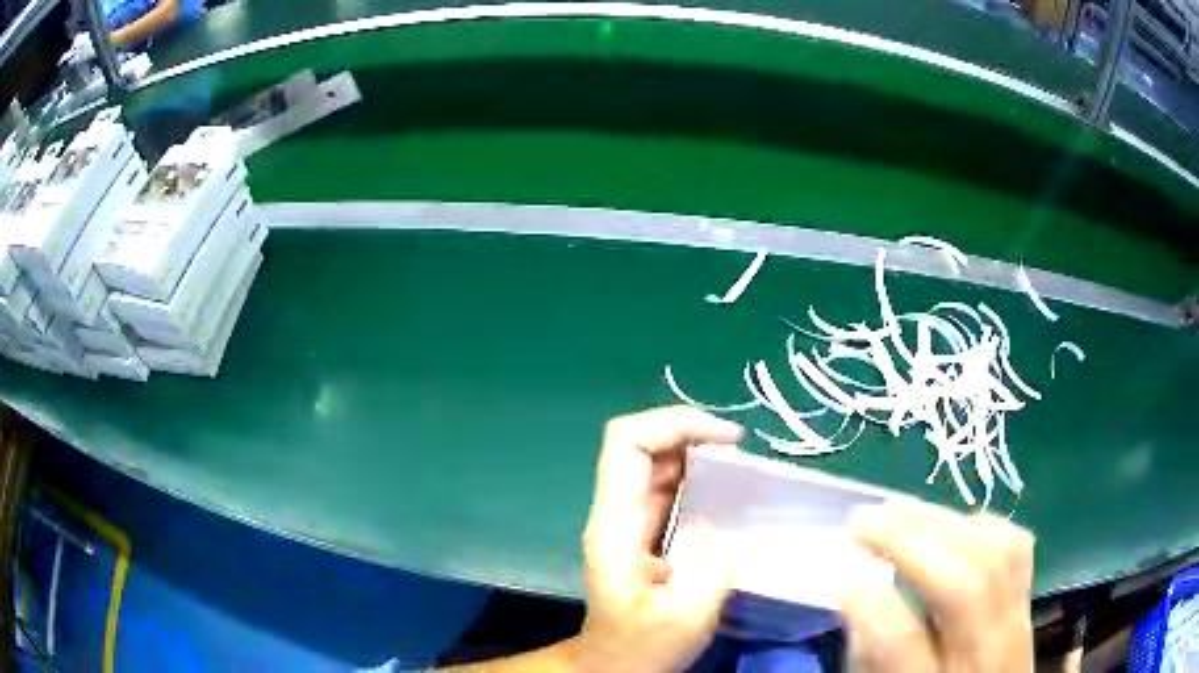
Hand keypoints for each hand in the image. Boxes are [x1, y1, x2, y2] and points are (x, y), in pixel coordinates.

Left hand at [575, 406, 742, 672]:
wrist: (613, 666)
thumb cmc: (641, 647)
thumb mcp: (683, 618)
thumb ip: (710, 570)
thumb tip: (729, 528)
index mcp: (615, 524)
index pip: (627, 443)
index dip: (674, 423)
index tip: (727, 440)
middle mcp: (617, 512)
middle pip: (642, 444)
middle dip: (692, 433)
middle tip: (741, 453)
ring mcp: (630, 521)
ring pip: (657, 463)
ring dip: (698, 454)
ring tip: (742, 469)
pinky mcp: (646, 533)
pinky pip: (671, 489)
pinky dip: (701, 479)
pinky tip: (730, 496)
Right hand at [840, 500, 1034, 672]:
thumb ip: (869, 657)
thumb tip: (858, 594)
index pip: (903, 640)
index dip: (869, 599)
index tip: (840, 569)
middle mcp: (985, 653)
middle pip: (963, 585)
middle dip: (910, 540)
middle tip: (862, 519)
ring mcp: (1016, 622)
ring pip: (995, 554)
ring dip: (943, 521)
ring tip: (898, 508)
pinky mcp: (1027, 599)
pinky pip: (1017, 547)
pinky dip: (983, 525)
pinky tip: (952, 523)